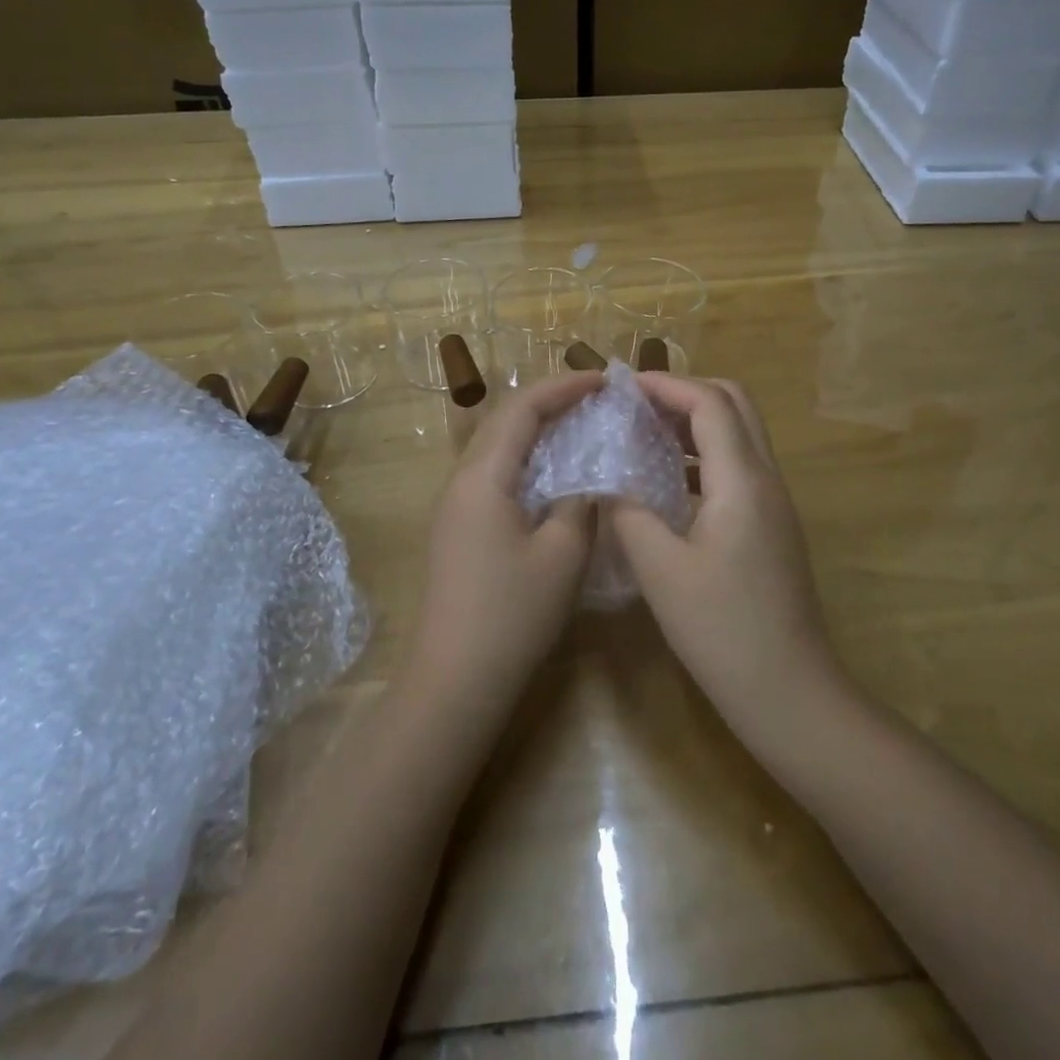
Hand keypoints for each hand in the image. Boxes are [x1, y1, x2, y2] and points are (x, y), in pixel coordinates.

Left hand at [405, 371, 602, 723]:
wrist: (454, 679)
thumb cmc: (511, 615)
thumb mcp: (562, 556)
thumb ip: (580, 505)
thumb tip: (588, 481)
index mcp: (483, 476)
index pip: (523, 408)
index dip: (564, 386)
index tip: (605, 380)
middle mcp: (462, 480)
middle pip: (504, 419)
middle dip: (550, 400)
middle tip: (596, 399)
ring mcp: (455, 505)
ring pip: (497, 446)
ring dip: (537, 428)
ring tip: (580, 426)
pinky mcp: (458, 528)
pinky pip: (495, 473)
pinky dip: (527, 459)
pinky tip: (555, 475)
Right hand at [609, 374, 851, 755]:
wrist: (789, 690)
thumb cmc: (721, 629)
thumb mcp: (660, 569)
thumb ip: (628, 512)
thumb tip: (607, 480)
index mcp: (741, 480)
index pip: (709, 402)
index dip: (666, 385)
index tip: (621, 387)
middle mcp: (766, 478)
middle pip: (734, 404)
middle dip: (685, 392)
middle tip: (636, 405)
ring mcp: (775, 502)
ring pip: (740, 434)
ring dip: (696, 422)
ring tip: (645, 433)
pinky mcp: (772, 524)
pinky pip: (739, 465)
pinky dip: (704, 453)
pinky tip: (669, 480)